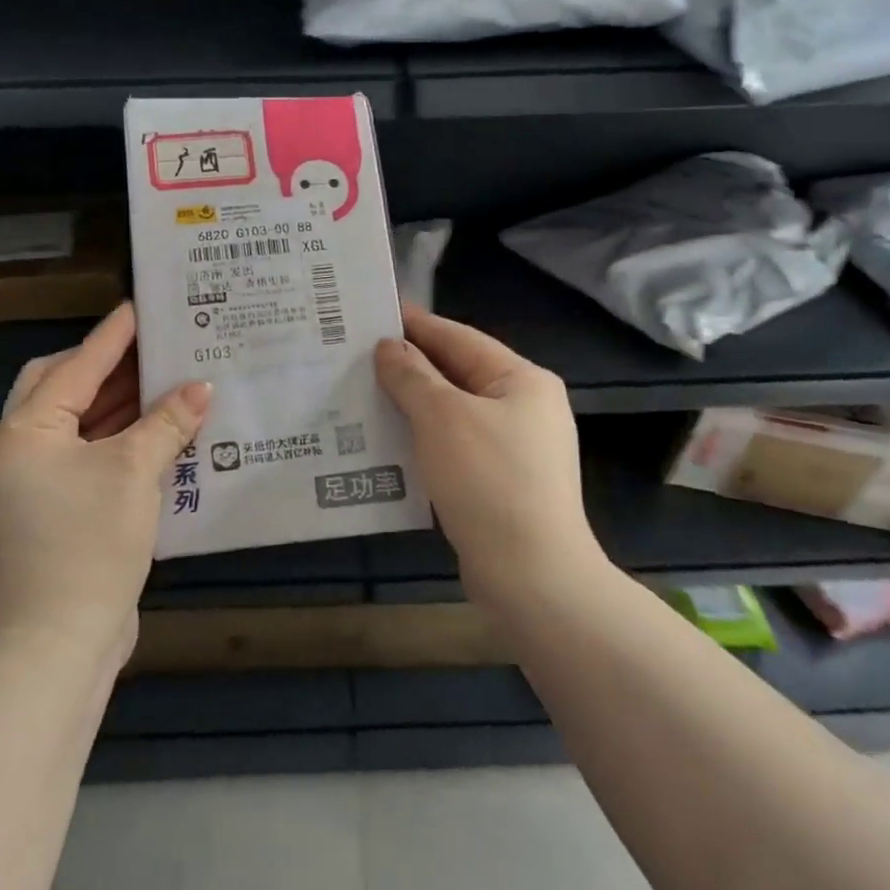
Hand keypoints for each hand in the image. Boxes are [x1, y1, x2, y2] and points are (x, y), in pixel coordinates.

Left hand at [0, 303, 211, 667]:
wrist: (57, 643)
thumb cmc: (89, 544)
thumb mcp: (134, 472)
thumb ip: (167, 422)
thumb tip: (201, 387)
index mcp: (23, 431)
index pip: (76, 366)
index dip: (113, 336)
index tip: (142, 306)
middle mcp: (17, 450)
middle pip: (63, 388)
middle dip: (108, 366)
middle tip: (152, 347)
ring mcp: (30, 483)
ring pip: (76, 424)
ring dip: (117, 404)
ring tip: (164, 380)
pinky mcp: (50, 510)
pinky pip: (84, 456)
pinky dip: (115, 439)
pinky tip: (156, 431)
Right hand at [375, 304, 601, 604]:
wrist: (532, 576)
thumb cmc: (489, 481)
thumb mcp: (443, 417)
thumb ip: (412, 376)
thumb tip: (388, 347)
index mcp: (522, 380)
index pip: (459, 338)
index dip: (415, 324)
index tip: (373, 313)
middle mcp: (525, 407)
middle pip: (458, 373)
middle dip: (409, 365)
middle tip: (357, 354)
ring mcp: (516, 447)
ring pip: (453, 411)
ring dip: (412, 403)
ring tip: (363, 393)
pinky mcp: (501, 482)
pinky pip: (455, 444)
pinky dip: (424, 437)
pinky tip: (389, 440)